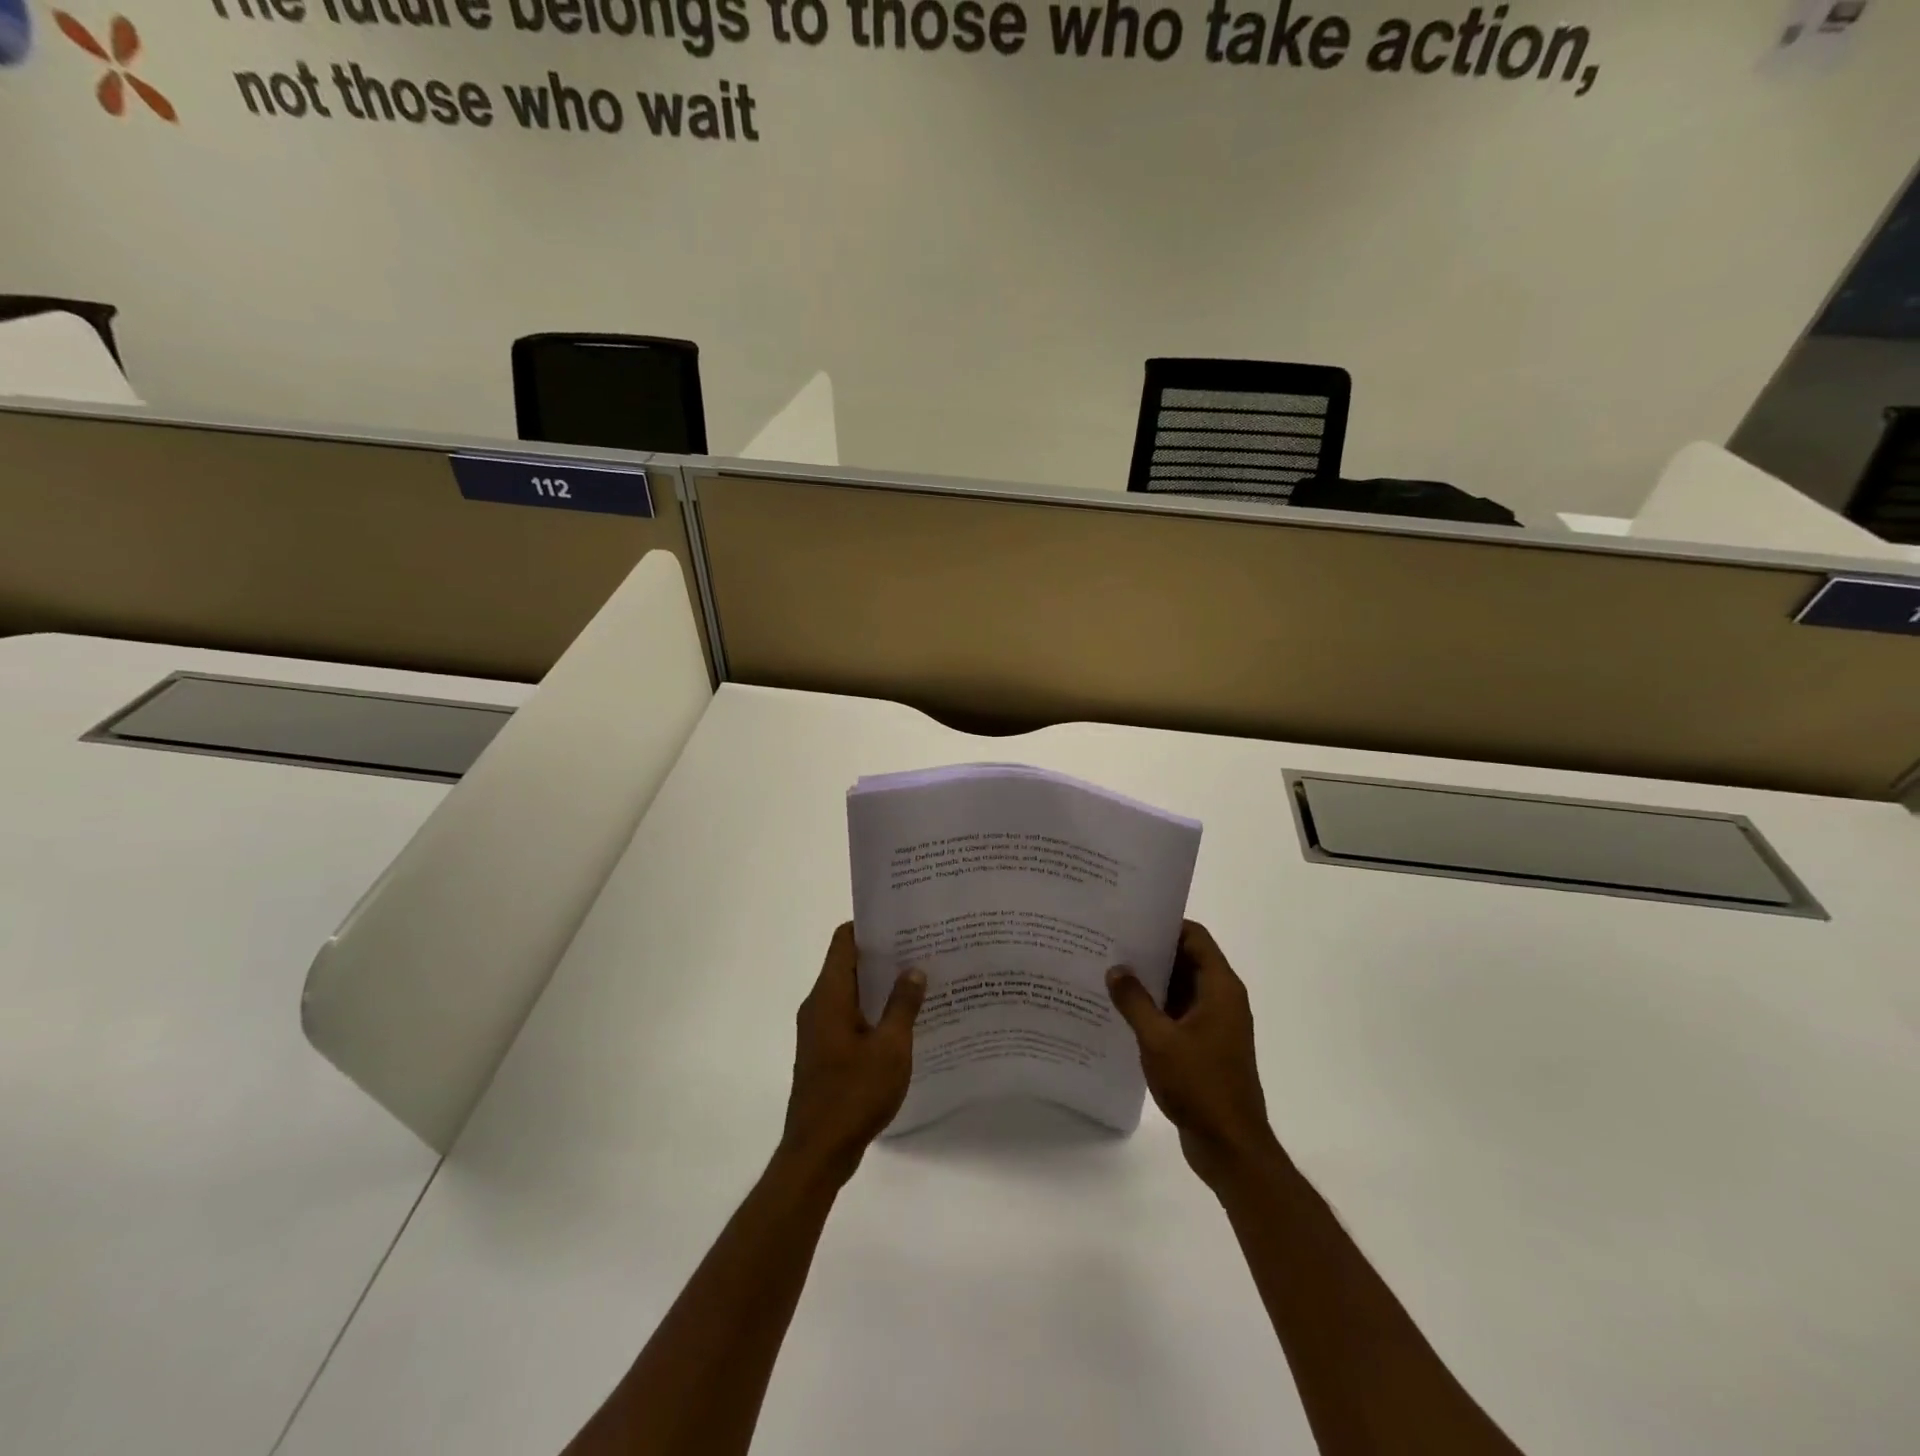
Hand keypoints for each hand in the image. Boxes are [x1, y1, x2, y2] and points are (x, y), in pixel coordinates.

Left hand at [781, 923, 925, 1187]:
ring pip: (851, 993)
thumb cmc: (854, 1094)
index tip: (901, 921)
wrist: (817, 1152)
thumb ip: (903, 1005)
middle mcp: (818, 1006)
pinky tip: (904, 1021)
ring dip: (880, 986)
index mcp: (829, 996)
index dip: (870, 926)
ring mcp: (819, 1031)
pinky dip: (873, 1011)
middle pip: (848, 965)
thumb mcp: (890, 1048)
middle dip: (882, 955)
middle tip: (921, 947)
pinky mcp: (824, 1053)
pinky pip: (849, 1017)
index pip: (844, 941)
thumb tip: (913, 970)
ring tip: (919, 979)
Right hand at [1108, 920, 1277, 1190]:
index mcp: (1221, 988)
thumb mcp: (1159, 1040)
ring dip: (1151, 982)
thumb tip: (1116, 969)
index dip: (1165, 925)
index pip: (1194, 937)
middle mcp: (1222, 1000)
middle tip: (1111, 944)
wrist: (1230, 1147)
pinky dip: (1156, 1008)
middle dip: (1151, 952)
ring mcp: (1215, 1025)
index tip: (1130, 921)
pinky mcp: (1206, 1047)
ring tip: (1110, 973)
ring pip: (1181, 988)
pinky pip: (1178, 1014)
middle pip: (1187, 959)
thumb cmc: (1200, 1086)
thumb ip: (1135, 1001)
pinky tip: (1124, 1012)